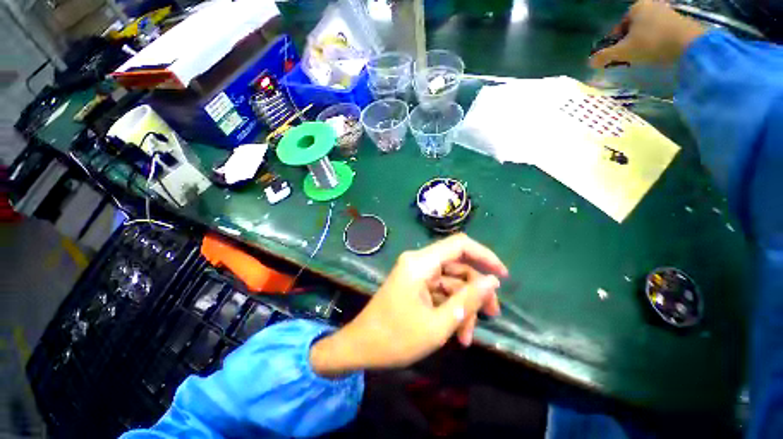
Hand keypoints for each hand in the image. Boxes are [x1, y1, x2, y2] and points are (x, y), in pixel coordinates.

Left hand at [310, 234, 507, 376]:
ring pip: (450, 282)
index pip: (459, 245)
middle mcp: (418, 262)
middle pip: (457, 267)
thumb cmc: (396, 338)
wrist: (360, 347)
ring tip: (468, 336)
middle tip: (492, 316)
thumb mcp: (438, 324)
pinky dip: (450, 308)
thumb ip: (468, 300)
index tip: (503, 275)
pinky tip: (456, 333)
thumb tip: (492, 281)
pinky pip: (439, 290)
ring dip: (463, 306)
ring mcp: (415, 273)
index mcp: (420, 263)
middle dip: (475, 291)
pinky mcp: (414, 284)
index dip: (484, 255)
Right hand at [590, 0, 706, 68]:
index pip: (619, 27)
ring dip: (642, 44)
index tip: (616, 56)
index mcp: (636, 7)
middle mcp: (651, 5)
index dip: (615, 43)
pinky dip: (656, 43)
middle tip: (628, 58)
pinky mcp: (679, 22)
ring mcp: (667, 12)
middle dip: (629, 43)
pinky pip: (660, 33)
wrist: (689, 44)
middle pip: (633, 29)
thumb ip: (605, 56)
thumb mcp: (623, 52)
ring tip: (642, 57)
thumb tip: (589, 62)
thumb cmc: (652, 43)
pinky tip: (657, 53)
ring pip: (647, 32)